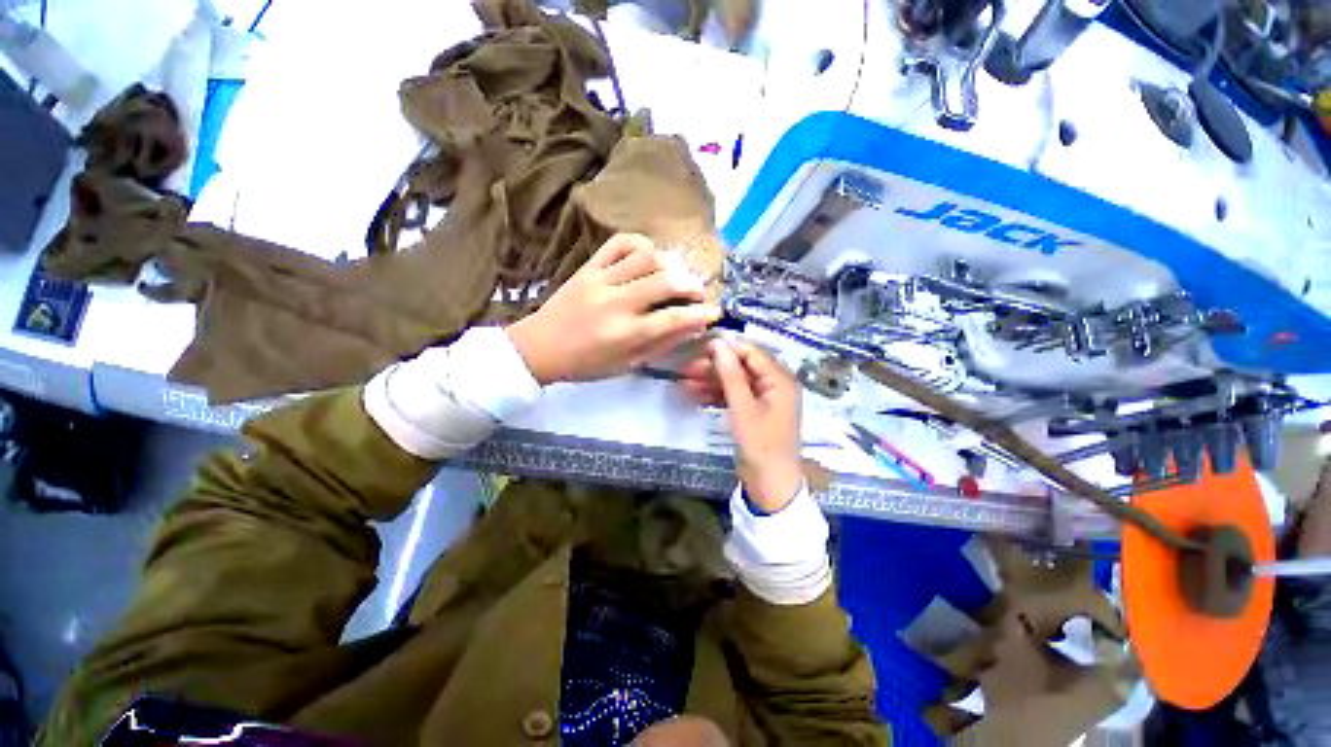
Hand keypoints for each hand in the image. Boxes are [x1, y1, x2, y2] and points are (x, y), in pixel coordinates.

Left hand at [507, 233, 720, 384]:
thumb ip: (661, 345)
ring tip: (674, 274)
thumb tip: (692, 328)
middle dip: (692, 285)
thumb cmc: (586, 364)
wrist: (539, 347)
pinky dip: (640, 244)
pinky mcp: (588, 266)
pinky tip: (648, 255)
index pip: (674, 318)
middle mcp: (616, 303)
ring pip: (646, 256)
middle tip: (698, 292)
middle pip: (666, 281)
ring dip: (670, 263)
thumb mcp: (627, 365)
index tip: (715, 311)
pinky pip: (618, 242)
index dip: (701, 314)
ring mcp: (601, 280)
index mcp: (626, 334)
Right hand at [679, 339, 803, 512]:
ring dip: (711, 381)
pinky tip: (694, 396)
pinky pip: (733, 397)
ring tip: (683, 382)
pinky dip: (716, 395)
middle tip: (686, 368)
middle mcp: (773, 385)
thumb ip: (730, 374)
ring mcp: (763, 399)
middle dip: (714, 367)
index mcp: (780, 379)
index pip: (752, 352)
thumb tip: (718, 343)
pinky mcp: (753, 413)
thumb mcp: (743, 407)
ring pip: (734, 382)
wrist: (770, 485)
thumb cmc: (760, 444)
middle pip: (741, 367)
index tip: (700, 346)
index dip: (727, 347)